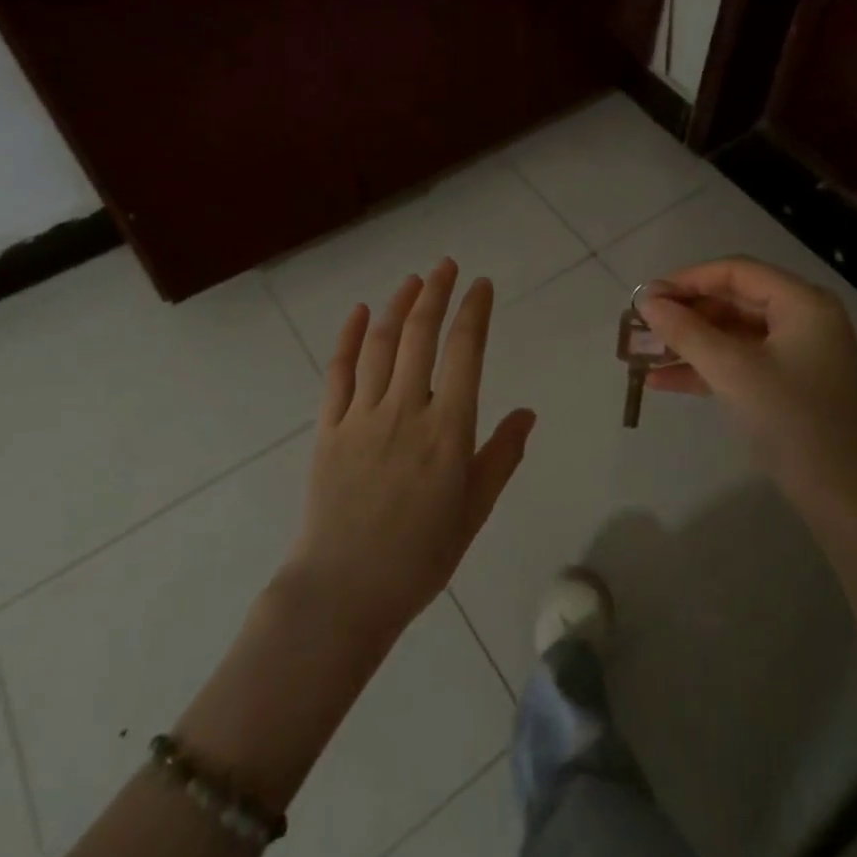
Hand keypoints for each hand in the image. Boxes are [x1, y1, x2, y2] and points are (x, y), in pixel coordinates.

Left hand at [285, 258, 535, 648]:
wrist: (343, 592)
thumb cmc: (419, 556)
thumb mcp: (474, 511)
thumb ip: (501, 456)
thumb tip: (527, 413)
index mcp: (448, 429)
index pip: (465, 352)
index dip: (474, 311)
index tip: (481, 285)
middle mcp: (405, 409)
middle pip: (420, 334)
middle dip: (435, 292)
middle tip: (445, 265)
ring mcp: (362, 415)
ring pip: (381, 345)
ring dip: (397, 306)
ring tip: (411, 281)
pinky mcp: (328, 427)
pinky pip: (338, 372)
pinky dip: (349, 338)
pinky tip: (359, 313)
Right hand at [637, 256, 856, 515]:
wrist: (847, 501)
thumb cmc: (793, 422)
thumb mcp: (733, 371)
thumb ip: (686, 331)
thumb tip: (645, 300)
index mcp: (802, 303)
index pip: (736, 272)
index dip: (688, 279)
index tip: (646, 297)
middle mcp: (803, 320)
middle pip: (733, 301)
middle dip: (685, 313)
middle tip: (641, 325)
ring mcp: (796, 355)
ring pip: (731, 334)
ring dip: (688, 342)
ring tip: (642, 353)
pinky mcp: (787, 386)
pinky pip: (739, 363)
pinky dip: (704, 368)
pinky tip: (661, 381)